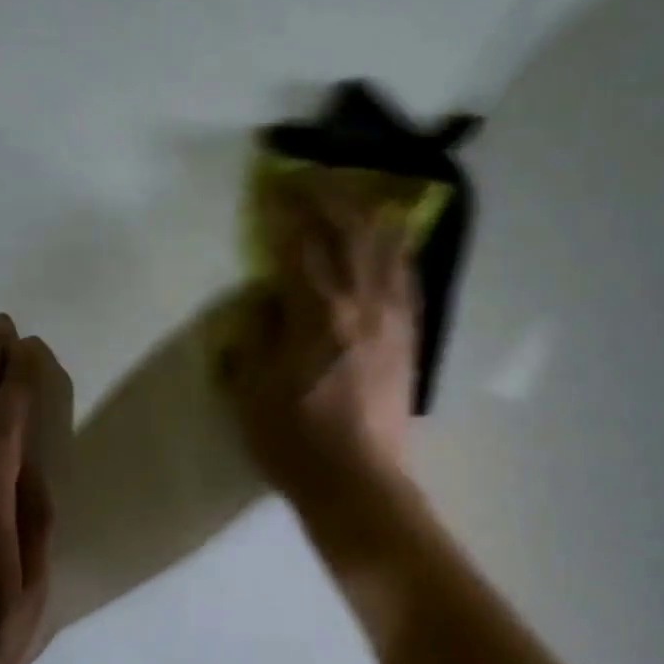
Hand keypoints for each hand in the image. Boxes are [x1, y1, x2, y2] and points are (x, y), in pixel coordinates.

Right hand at [218, 169, 417, 499]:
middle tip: (306, 178)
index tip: (269, 185)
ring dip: (366, 211)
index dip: (282, 209)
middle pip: (349, 228)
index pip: (298, 242)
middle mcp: (361, 303)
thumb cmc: (296, 445)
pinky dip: (397, 248)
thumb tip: (265, 299)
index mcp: (317, 313)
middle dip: (326, 194)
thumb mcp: (252, 393)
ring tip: (352, 193)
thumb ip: (257, 336)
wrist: (359, 485)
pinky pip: (408, 277)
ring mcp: (393, 319)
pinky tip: (391, 239)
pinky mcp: (410, 338)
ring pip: (386, 245)